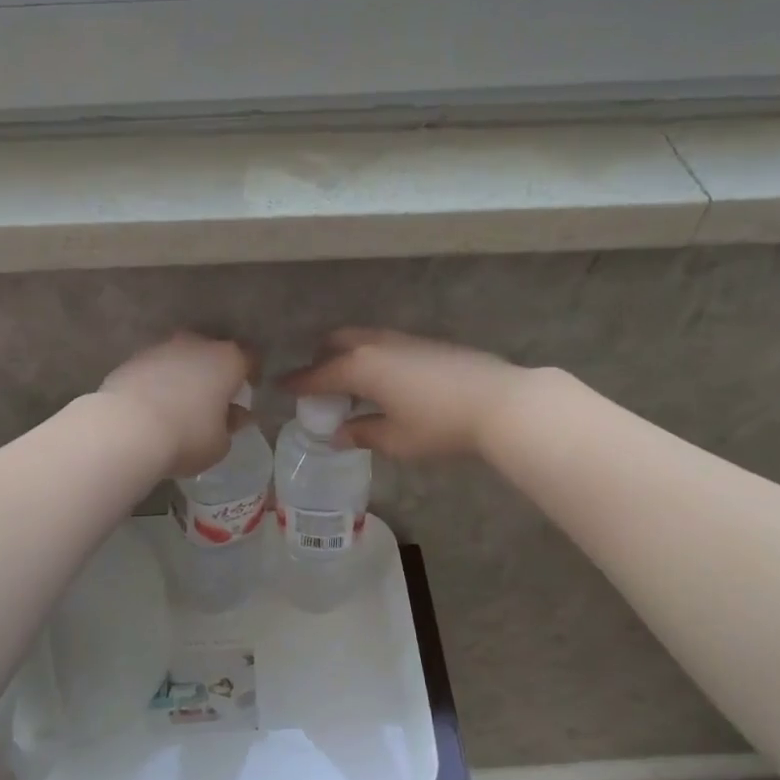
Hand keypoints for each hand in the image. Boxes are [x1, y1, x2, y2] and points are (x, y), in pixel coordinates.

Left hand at [100, 333, 252, 477]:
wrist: (126, 430)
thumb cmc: (187, 436)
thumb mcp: (220, 443)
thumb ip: (230, 425)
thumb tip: (233, 415)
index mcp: (227, 360)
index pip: (249, 358)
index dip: (251, 374)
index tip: (250, 390)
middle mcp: (196, 344)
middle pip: (212, 352)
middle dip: (215, 371)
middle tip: (214, 397)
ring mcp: (161, 348)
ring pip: (181, 357)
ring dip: (184, 375)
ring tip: (181, 403)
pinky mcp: (132, 360)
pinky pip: (155, 369)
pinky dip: (158, 381)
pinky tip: (154, 405)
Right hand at [281, 329, 528, 459]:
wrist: (499, 402)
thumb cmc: (439, 425)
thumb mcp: (395, 440)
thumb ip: (362, 434)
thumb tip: (338, 434)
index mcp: (361, 367)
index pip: (318, 375)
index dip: (298, 383)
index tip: (280, 386)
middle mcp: (376, 346)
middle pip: (336, 343)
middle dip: (321, 359)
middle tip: (319, 384)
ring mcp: (404, 340)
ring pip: (362, 340)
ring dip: (348, 356)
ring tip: (351, 385)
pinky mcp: (426, 343)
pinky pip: (384, 344)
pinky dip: (370, 357)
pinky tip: (384, 382)